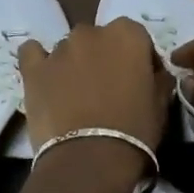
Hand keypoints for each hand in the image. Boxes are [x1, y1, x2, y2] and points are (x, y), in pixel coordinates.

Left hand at [17, 20, 170, 179]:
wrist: (90, 159)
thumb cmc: (134, 131)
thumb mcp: (161, 105)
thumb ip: (159, 80)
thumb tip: (156, 74)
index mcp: (128, 35)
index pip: (137, 37)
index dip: (140, 59)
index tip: (141, 82)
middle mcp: (92, 33)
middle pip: (100, 40)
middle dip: (105, 58)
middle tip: (108, 89)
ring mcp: (59, 49)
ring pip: (69, 49)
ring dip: (75, 64)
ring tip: (76, 95)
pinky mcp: (33, 69)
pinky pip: (33, 53)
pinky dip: (39, 61)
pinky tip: (45, 78)